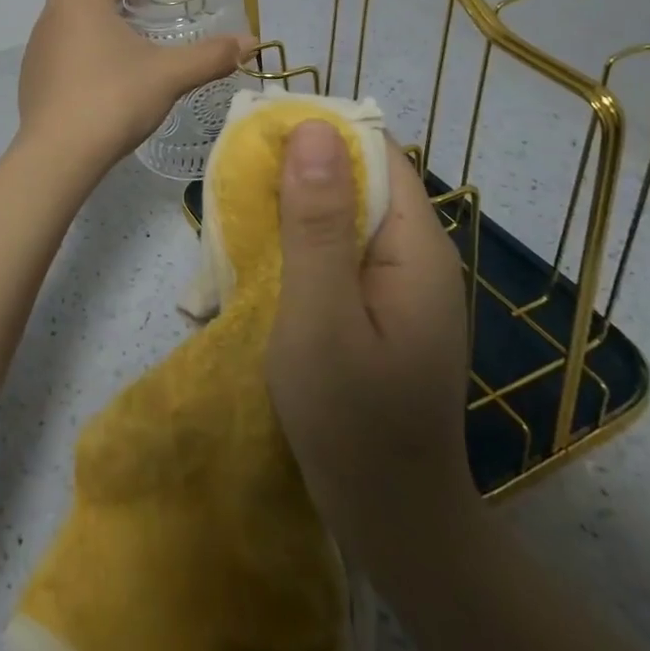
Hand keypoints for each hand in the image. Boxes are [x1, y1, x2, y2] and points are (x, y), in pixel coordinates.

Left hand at [17, 0, 250, 170]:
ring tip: (112, 30)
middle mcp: (55, 15)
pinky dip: (73, 43)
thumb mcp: (169, 75)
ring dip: (84, 13)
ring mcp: (38, 46)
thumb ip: (210, 56)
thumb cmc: (115, 100)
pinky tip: (92, 68)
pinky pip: (54, 45)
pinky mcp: (30, 76)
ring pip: (60, 14)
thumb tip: (251, 42)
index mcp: (86, 2)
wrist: (59, 152)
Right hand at [265, 122, 477, 574]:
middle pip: (358, 182)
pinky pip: (340, 256)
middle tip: (234, 189)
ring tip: (236, 225)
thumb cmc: (353, 421)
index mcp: (415, 245)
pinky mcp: (382, 310)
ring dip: (292, 214)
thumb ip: (315, 222)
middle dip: (296, 175)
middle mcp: (416, 254)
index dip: (317, 135)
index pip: (373, 152)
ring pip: (343, 219)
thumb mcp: (320, 315)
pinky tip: (261, 269)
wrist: (394, 522)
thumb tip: (312, 128)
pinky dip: (300, 250)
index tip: (256, 138)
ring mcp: (401, 285)